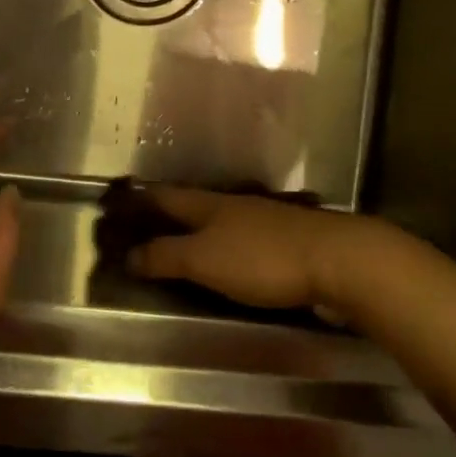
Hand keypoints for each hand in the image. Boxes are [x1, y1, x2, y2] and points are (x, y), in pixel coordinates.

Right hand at [123, 186, 382, 312]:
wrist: (339, 260)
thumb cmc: (262, 259)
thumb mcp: (204, 260)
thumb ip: (165, 256)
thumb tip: (128, 254)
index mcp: (208, 204)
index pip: (164, 196)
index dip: (139, 200)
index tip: (116, 205)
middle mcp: (234, 204)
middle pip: (193, 203)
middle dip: (168, 212)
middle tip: (144, 224)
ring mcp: (264, 218)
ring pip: (221, 217)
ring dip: (199, 226)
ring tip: (182, 238)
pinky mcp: (288, 238)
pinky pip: (245, 236)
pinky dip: (228, 242)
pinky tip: (230, 253)